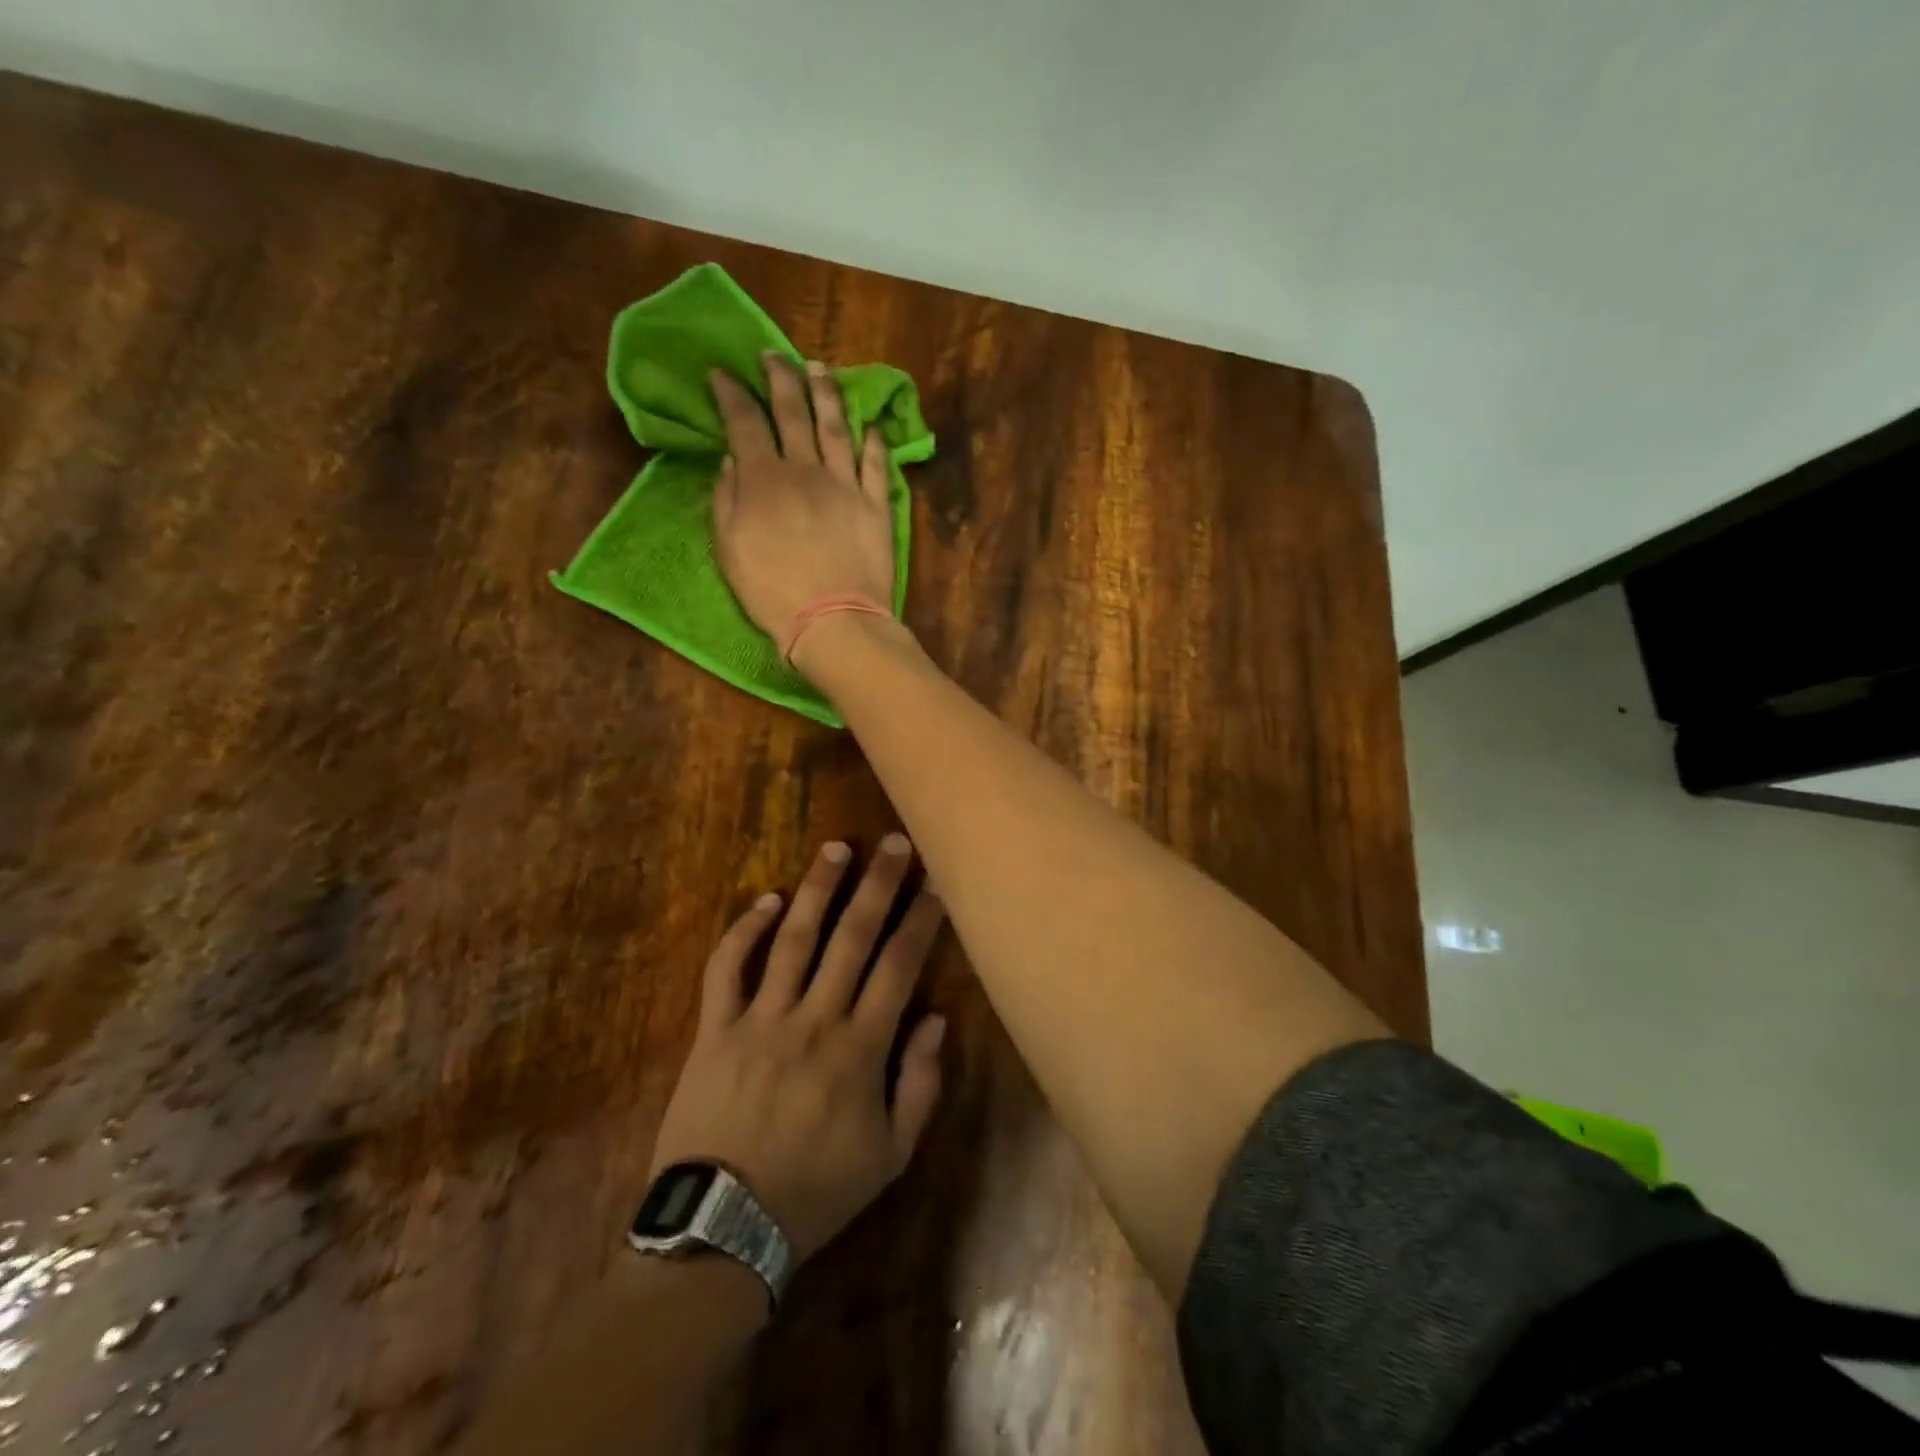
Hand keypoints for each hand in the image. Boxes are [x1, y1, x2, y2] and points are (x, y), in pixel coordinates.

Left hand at [648, 835, 947, 1261]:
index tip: (936, 882)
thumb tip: (936, 1019)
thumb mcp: (890, 1157)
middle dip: (878, 885)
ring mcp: (760, 1019)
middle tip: (895, 843)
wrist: (723, 1229)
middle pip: (852, 937)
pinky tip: (767, 900)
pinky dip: (744, 930)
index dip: (921, 920)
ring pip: (793, 939)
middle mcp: (814, 1019)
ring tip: (837, 848)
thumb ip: (919, 1085)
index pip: (899, 966)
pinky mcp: (715, 1029)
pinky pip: (727, 969)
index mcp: (860, 1049)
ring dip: (817, 889)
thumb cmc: (816, 1193)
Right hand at [709, 354, 896, 647]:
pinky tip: (870, 426)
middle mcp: (806, 469)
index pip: (744, 421)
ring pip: (836, 427)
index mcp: (764, 478)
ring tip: (820, 369)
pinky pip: (875, 464)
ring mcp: (846, 484)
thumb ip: (726, 500)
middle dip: (780, 377)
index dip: (731, 393)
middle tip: (773, 355)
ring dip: (826, 394)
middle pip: (793, 411)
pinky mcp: (876, 505)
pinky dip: (873, 442)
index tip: (722, 373)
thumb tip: (731, 461)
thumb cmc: (773, 592)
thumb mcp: (729, 549)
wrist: (834, 619)